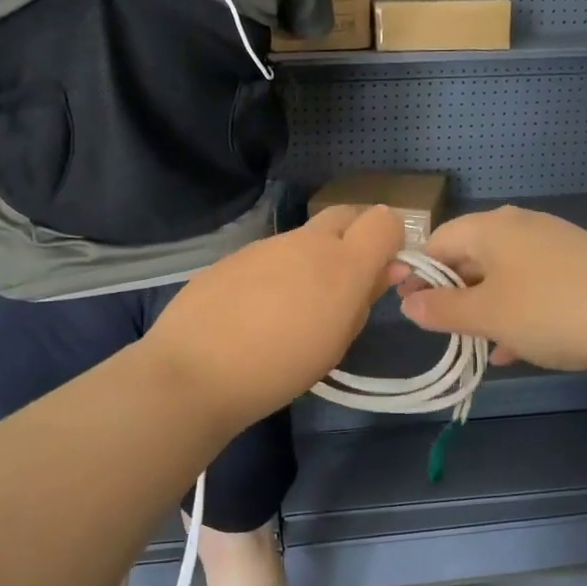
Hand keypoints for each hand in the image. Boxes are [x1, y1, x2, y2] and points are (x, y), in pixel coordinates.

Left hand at [143, 205, 405, 428]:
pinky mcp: (235, 255)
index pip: (385, 220)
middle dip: (356, 235)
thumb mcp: (337, 342)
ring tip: (295, 305)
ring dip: (313, 257)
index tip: (385, 269)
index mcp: (342, 263)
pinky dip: (278, 270)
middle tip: (348, 279)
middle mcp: (307, 241)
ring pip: (305, 237)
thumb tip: (388, 269)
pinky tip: (257, 308)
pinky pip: (271, 254)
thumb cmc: (280, 369)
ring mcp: (267, 244)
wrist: (195, 371)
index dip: (391, 239)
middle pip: (346, 215)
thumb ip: (365, 298)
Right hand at [398, 207, 586, 382]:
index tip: (406, 306)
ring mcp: (555, 248)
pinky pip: (534, 290)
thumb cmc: (550, 311)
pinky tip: (513, 351)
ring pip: (504, 277)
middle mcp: (522, 228)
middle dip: (453, 294)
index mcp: (493, 227)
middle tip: (441, 329)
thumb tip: (408, 305)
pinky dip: (518, 315)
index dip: (418, 273)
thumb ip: (442, 309)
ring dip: (485, 309)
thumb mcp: (487, 315)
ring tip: (474, 344)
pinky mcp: (581, 272)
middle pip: (472, 257)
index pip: (439, 241)